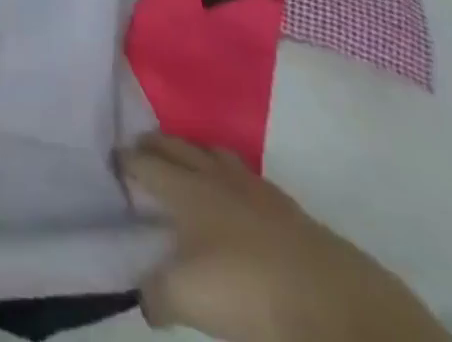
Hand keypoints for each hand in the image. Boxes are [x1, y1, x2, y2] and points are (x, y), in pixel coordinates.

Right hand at [121, 134, 448, 341]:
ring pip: (215, 155)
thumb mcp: (189, 299)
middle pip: (179, 148)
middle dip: (157, 145)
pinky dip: (229, 178)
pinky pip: (246, 179)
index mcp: (188, 189)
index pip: (148, 163)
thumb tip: (146, 295)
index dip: (128, 160)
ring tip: (186, 163)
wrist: (337, 306)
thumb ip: (157, 293)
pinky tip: (234, 199)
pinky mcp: (289, 211)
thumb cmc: (250, 293)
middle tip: (141, 148)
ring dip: (194, 153)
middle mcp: (217, 177)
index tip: (113, 157)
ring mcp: (256, 190)